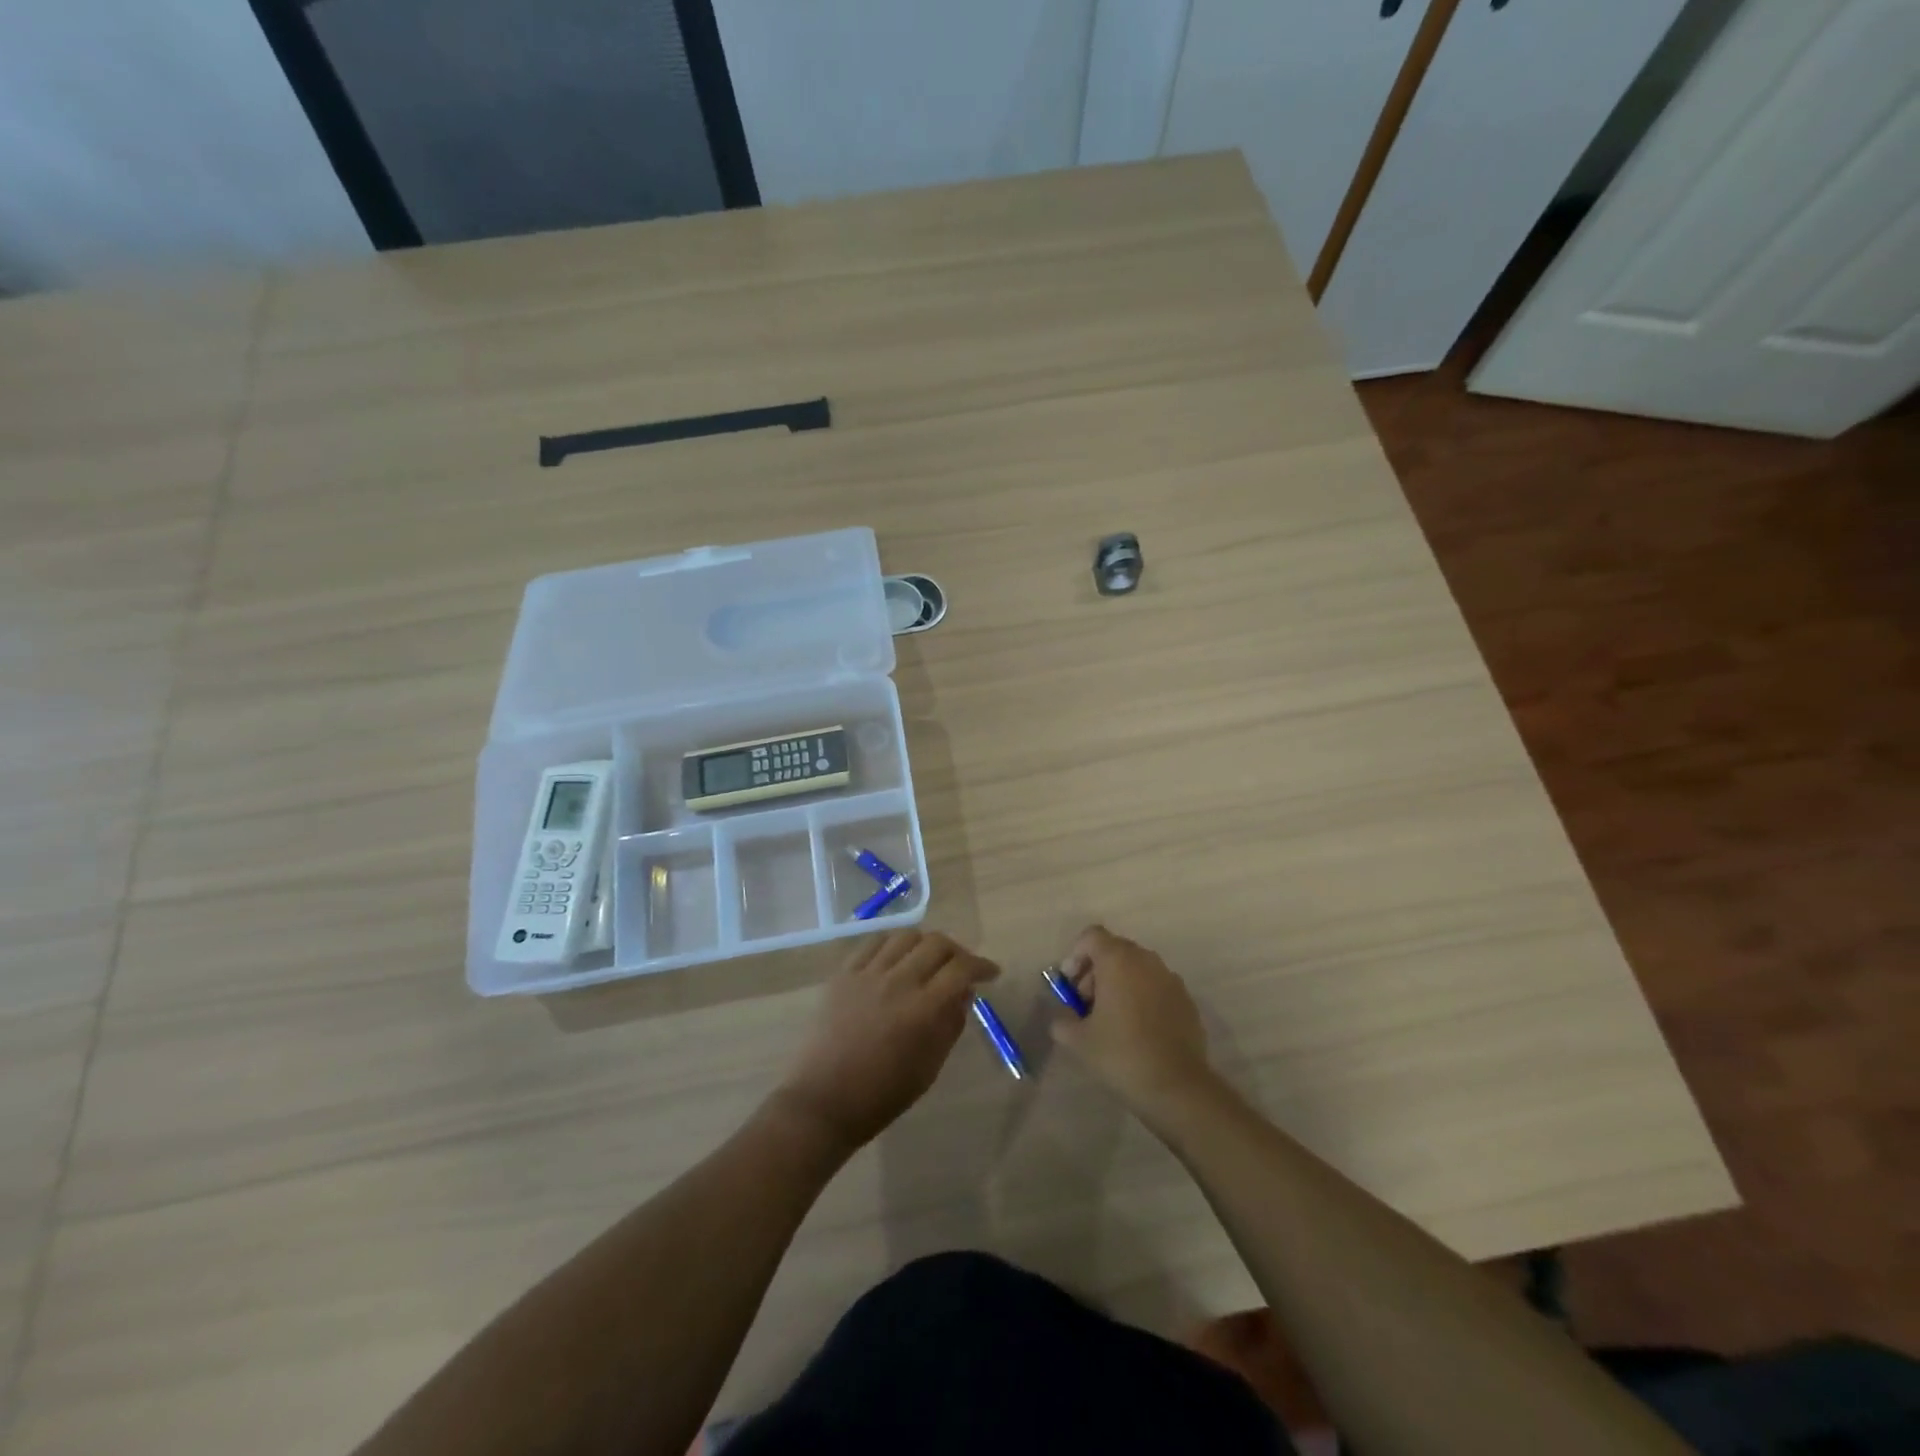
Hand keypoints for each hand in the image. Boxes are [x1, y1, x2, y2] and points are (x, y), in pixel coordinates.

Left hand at [774, 931, 998, 1152]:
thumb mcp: (929, 1067)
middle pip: (937, 944)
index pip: (961, 969)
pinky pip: (873, 943)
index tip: (991, 973)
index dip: (981, 966)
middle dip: (957, 951)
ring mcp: (867, 974)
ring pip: (906, 936)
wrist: (823, 1101)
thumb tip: (964, 993)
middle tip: (961, 967)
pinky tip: (897, 956)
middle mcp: (898, 982)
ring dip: (925, 943)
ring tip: (929, 959)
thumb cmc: (882, 1095)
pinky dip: (893, 944)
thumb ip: (951, 1025)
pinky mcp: (844, 974)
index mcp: (923, 1010)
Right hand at [1050, 925, 1215, 1116]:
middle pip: (1114, 950)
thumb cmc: (1121, 1054)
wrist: (1177, 1086)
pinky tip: (1138, 1030)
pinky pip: (1156, 986)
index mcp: (1118, 960)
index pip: (1091, 936)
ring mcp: (1170, 978)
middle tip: (1086, 1006)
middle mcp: (1146, 960)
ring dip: (1119, 984)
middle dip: (1095, 972)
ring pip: (1136, 968)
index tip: (1070, 985)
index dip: (1075, 956)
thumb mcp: (1078, 1041)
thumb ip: (1062, 1020)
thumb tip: (1063, 1016)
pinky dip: (1142, 997)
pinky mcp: (1186, 999)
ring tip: (1111, 1020)